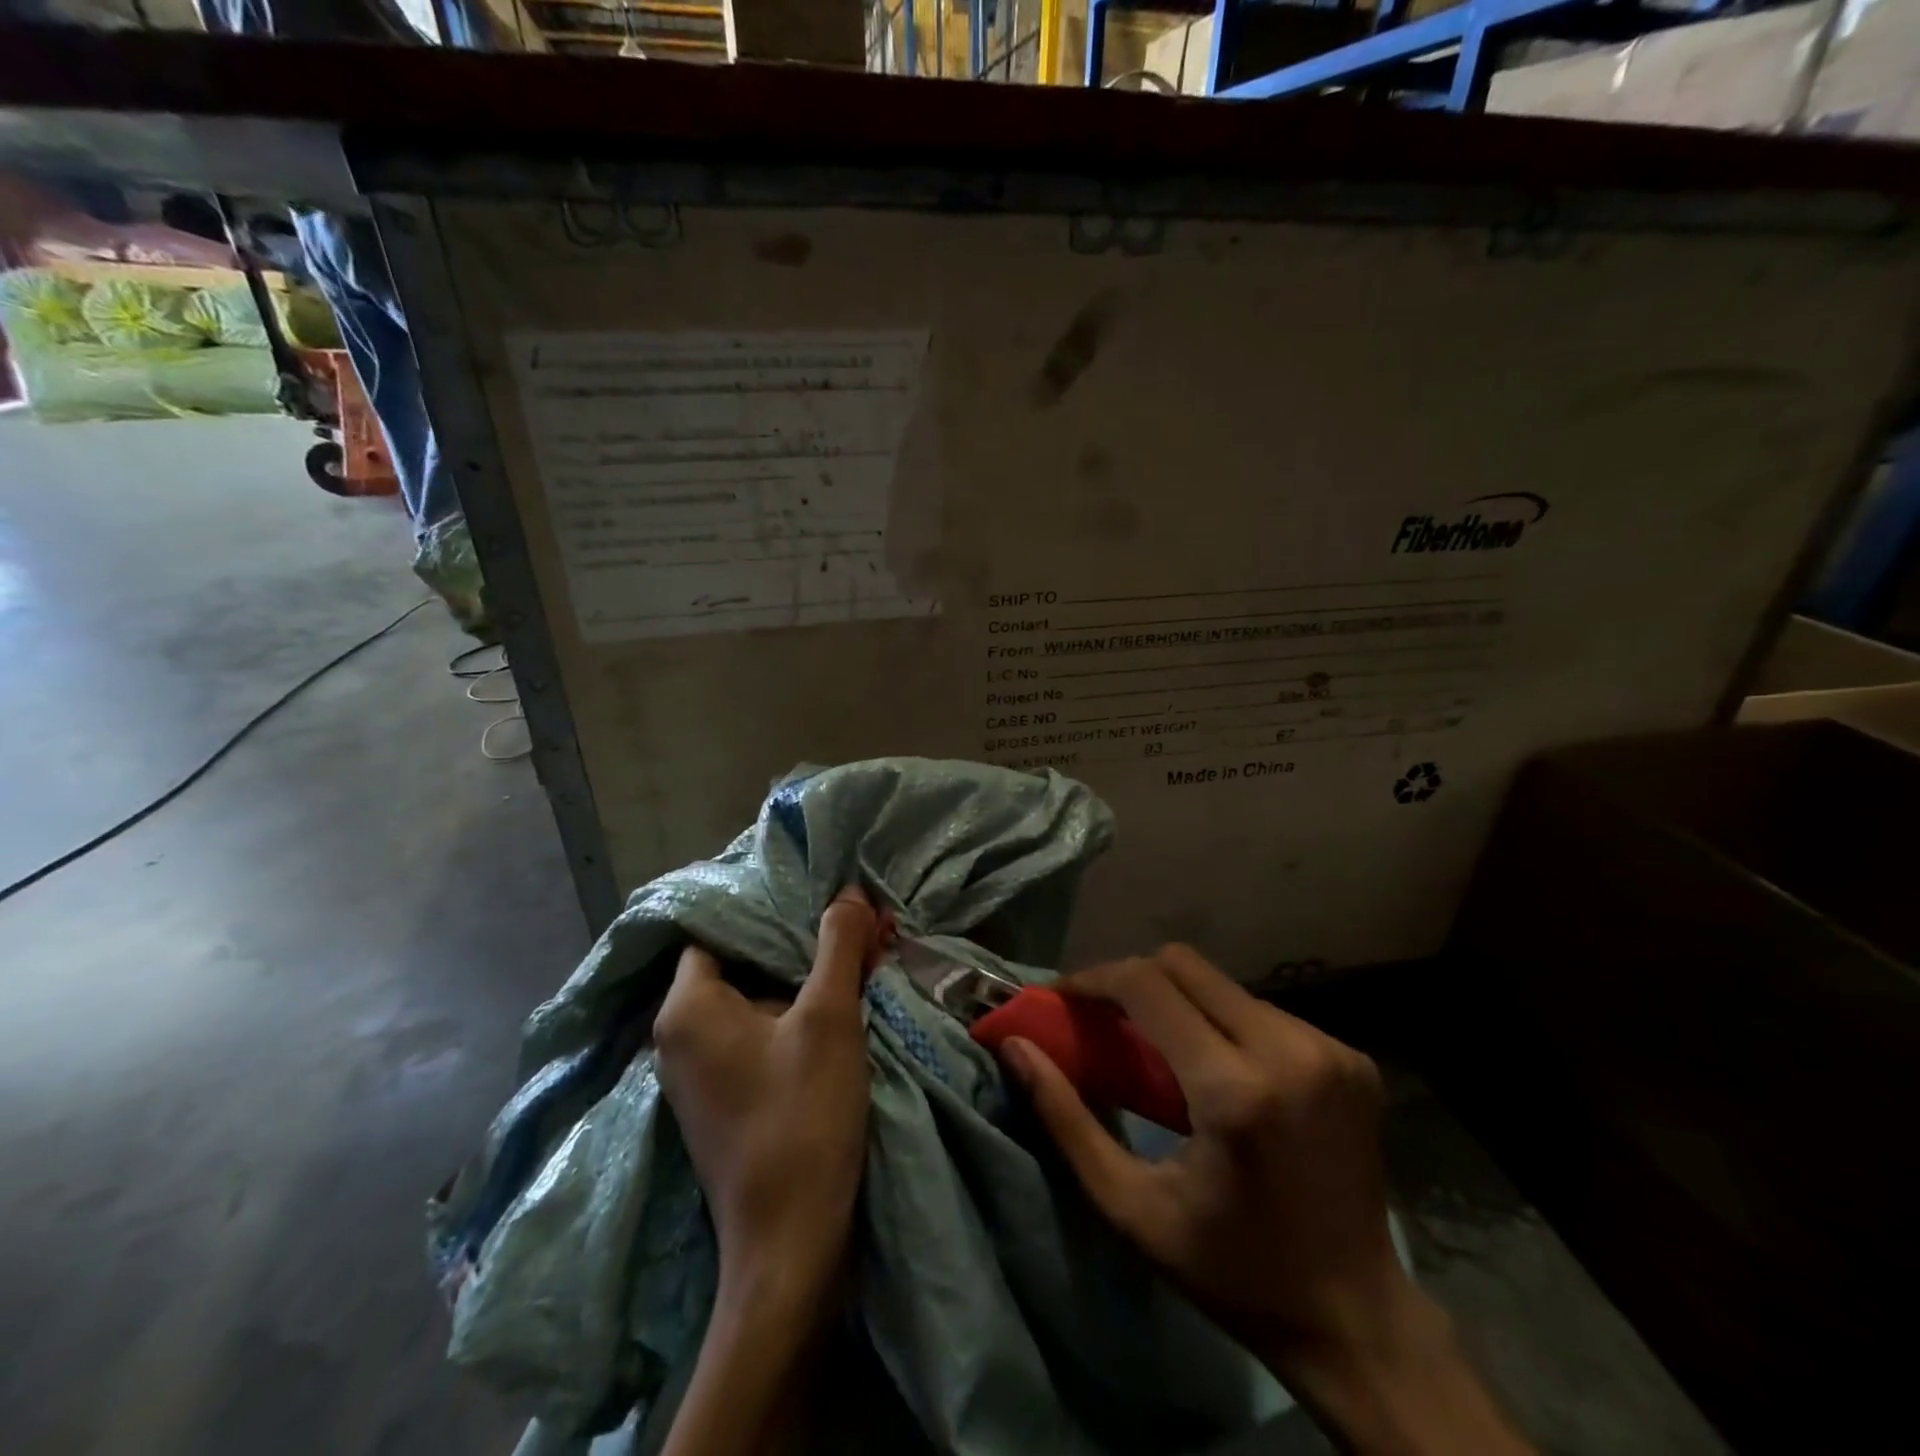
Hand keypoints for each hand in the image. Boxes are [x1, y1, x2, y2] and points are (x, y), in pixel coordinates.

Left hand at [653, 885, 879, 1314]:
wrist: (790, 1245)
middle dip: (796, 946)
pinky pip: (755, 1036)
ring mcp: (698, 1073)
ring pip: (752, 1001)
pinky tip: (837, 1012)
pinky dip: (792, 1018)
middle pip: (739, 964)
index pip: (718, 929)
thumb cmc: (801, 1118)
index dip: (766, 909)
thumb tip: (847, 891)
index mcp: (687, 1008)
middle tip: (848, 926)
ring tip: (852, 961)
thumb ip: (837, 946)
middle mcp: (678, 1036)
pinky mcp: (722, 1100)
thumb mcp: (828, 1019)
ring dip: (801, 982)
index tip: (814, 895)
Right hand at [1001, 945, 1529, 1454]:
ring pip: (1224, 985)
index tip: (1063, 995)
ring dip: (1180, 1002)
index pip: (1147, 985)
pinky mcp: (1353, 1058)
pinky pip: (1264, 1011)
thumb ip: (1065, 1119)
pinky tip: (1218, 1069)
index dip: (1095, 978)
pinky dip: (1225, 1024)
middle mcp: (1290, 1050)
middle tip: (1104, 1017)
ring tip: (1159, 1048)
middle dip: (1133, 979)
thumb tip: (1016, 1047)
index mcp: (1235, 1090)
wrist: (1358, 1320)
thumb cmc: (1231, 1271)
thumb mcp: (1130, 1207)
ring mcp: (1331, 1049)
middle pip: (1186, 965)